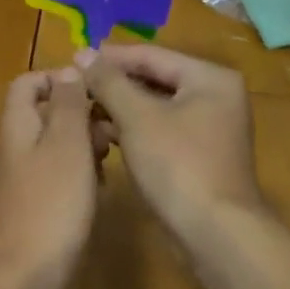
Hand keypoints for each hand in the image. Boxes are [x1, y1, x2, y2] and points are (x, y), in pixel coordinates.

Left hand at [0, 68, 103, 288]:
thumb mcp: (66, 145)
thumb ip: (68, 104)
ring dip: (84, 146)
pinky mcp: (32, 207)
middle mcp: (14, 146)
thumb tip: (69, 69)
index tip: (96, 92)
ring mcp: (21, 179)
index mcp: (17, 124)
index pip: (28, 83)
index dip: (60, 79)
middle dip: (80, 114)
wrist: (19, 280)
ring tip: (111, 159)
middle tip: (113, 130)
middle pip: (45, 113)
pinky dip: (79, 175)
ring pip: (55, 146)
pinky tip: (99, 192)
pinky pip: (57, 176)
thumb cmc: (49, 205)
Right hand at [77, 45, 261, 237]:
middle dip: (114, 84)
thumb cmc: (178, 165)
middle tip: (75, 85)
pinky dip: (133, 129)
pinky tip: (103, 134)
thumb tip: (83, 53)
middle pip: (154, 79)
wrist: (216, 235)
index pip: (151, 55)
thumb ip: (108, 81)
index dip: (110, 57)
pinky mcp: (199, 155)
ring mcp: (209, 128)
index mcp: (209, 78)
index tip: (73, 58)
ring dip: (119, 107)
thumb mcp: (137, 117)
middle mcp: (215, 96)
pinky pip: (160, 129)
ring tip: (82, 109)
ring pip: (155, 106)